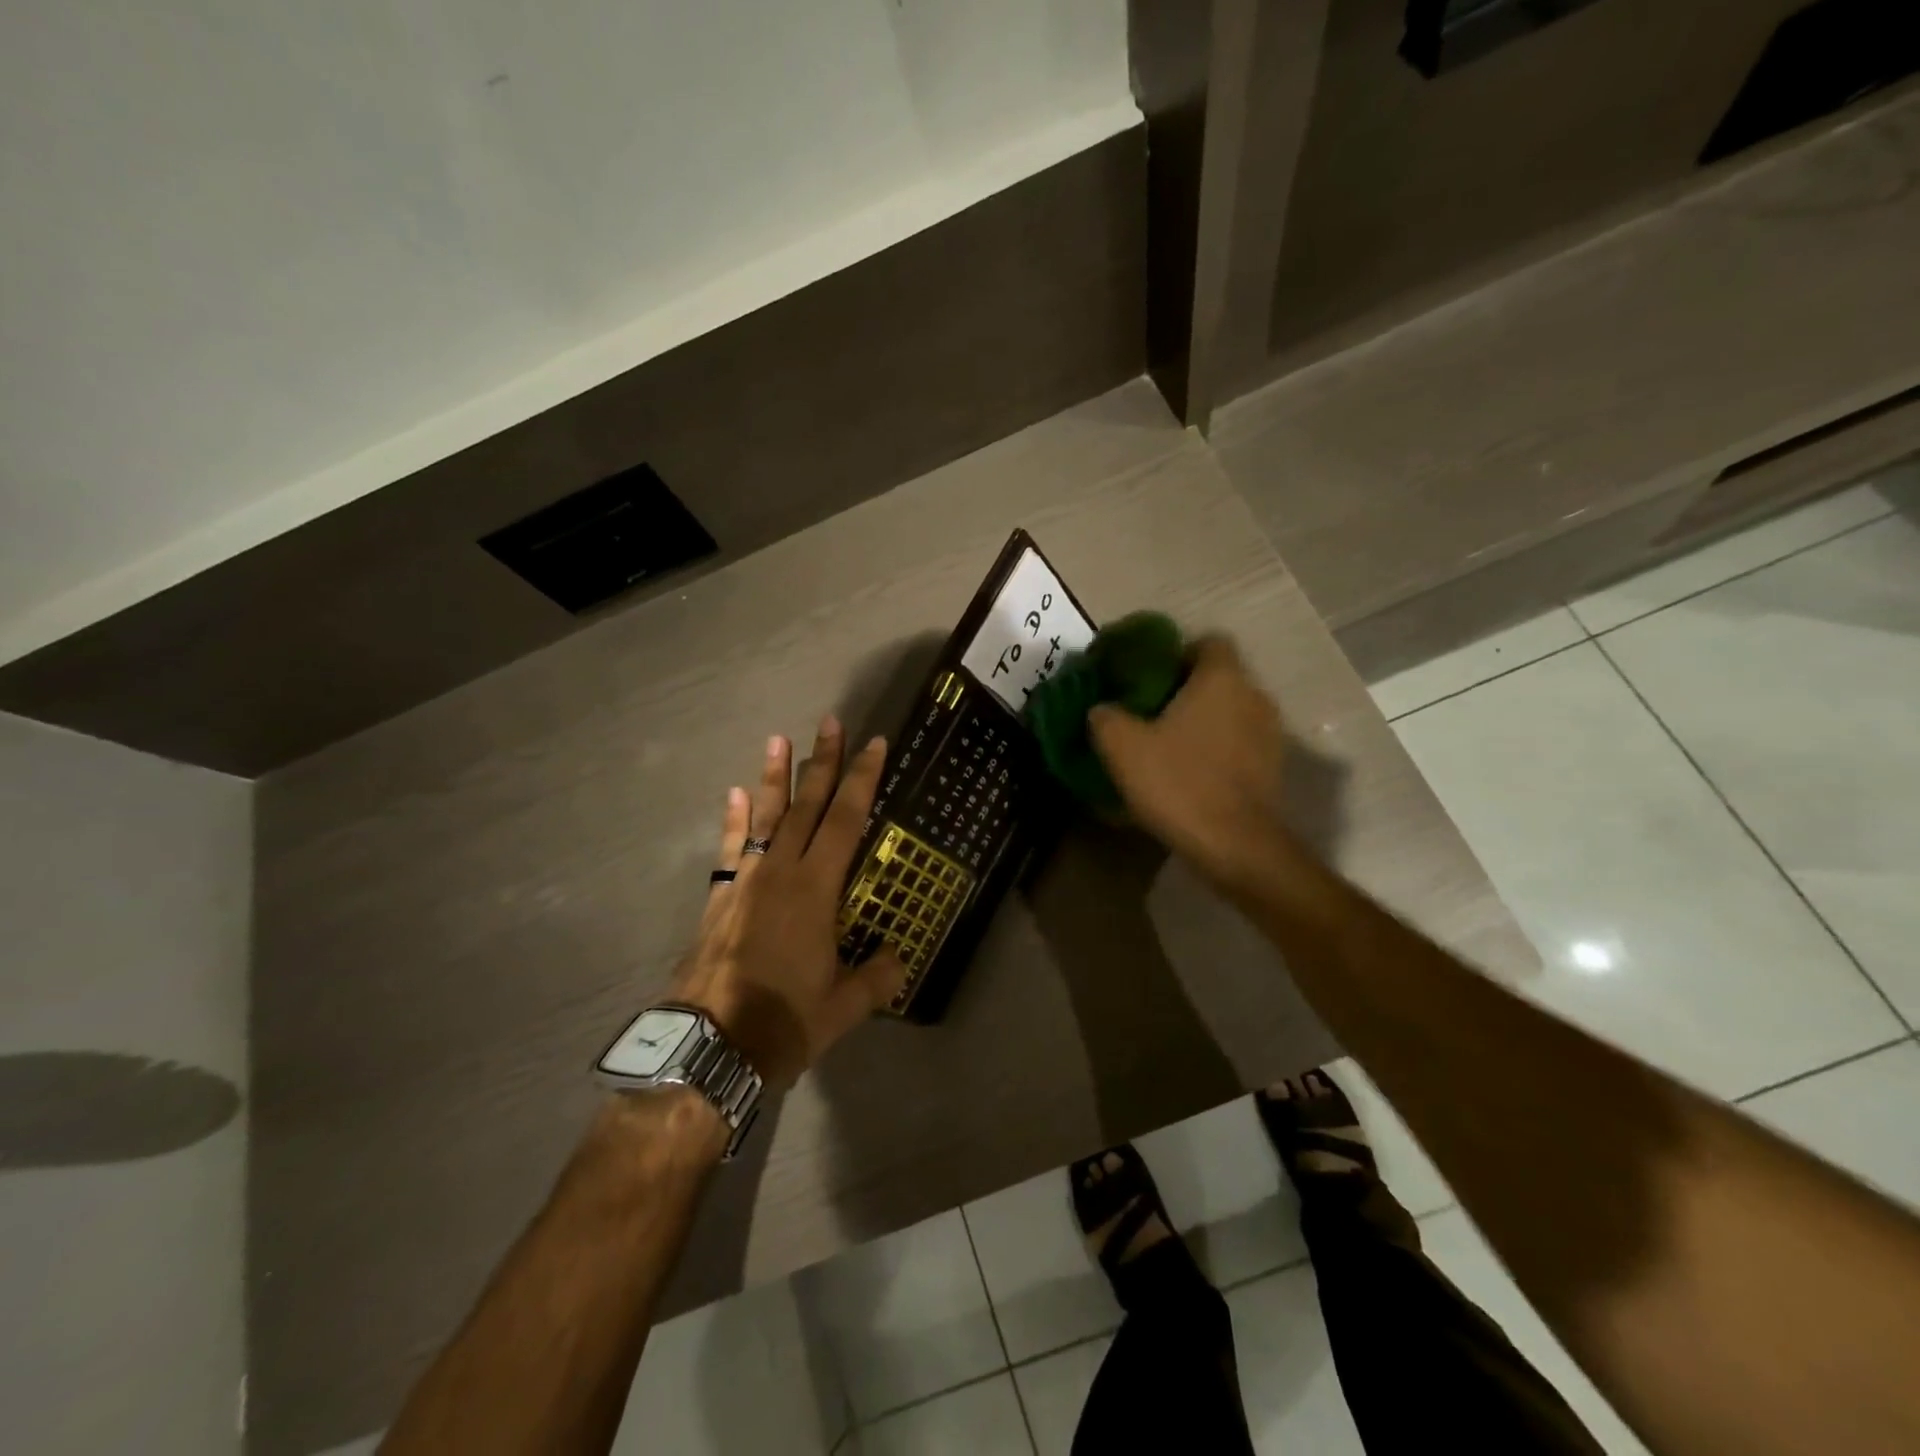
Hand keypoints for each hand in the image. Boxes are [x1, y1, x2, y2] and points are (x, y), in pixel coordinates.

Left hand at [669, 717, 906, 1087]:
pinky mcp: (720, 897)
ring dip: (774, 777)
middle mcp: (781, 872)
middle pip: (806, 805)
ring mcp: (746, 880)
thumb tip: (899, 958)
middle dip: (822, 762)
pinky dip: (735, 819)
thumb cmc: (783, 1022)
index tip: (873, 745)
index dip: (861, 780)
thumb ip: (877, 977)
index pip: (846, 820)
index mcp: (816, 889)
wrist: (709, 1047)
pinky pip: (731, 847)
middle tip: (830, 722)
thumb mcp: (844, 1006)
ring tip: (778, 740)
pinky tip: (733, 794)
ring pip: (765, 817)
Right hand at [1087, 636, 1292, 892]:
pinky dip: (1217, 751)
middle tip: (1148, 712)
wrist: (1235, 846)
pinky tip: (1189, 774)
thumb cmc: (1179, 782)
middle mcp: (1254, 696)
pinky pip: (1239, 744)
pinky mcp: (1273, 768)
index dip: (1177, 653)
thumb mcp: (1122, 747)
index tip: (1149, 676)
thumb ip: (1105, 716)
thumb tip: (1102, 709)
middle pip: (1219, 678)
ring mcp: (1270, 733)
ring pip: (1230, 712)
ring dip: (1203, 723)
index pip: (1207, 642)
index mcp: (1222, 678)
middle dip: (1185, 691)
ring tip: (1167, 745)